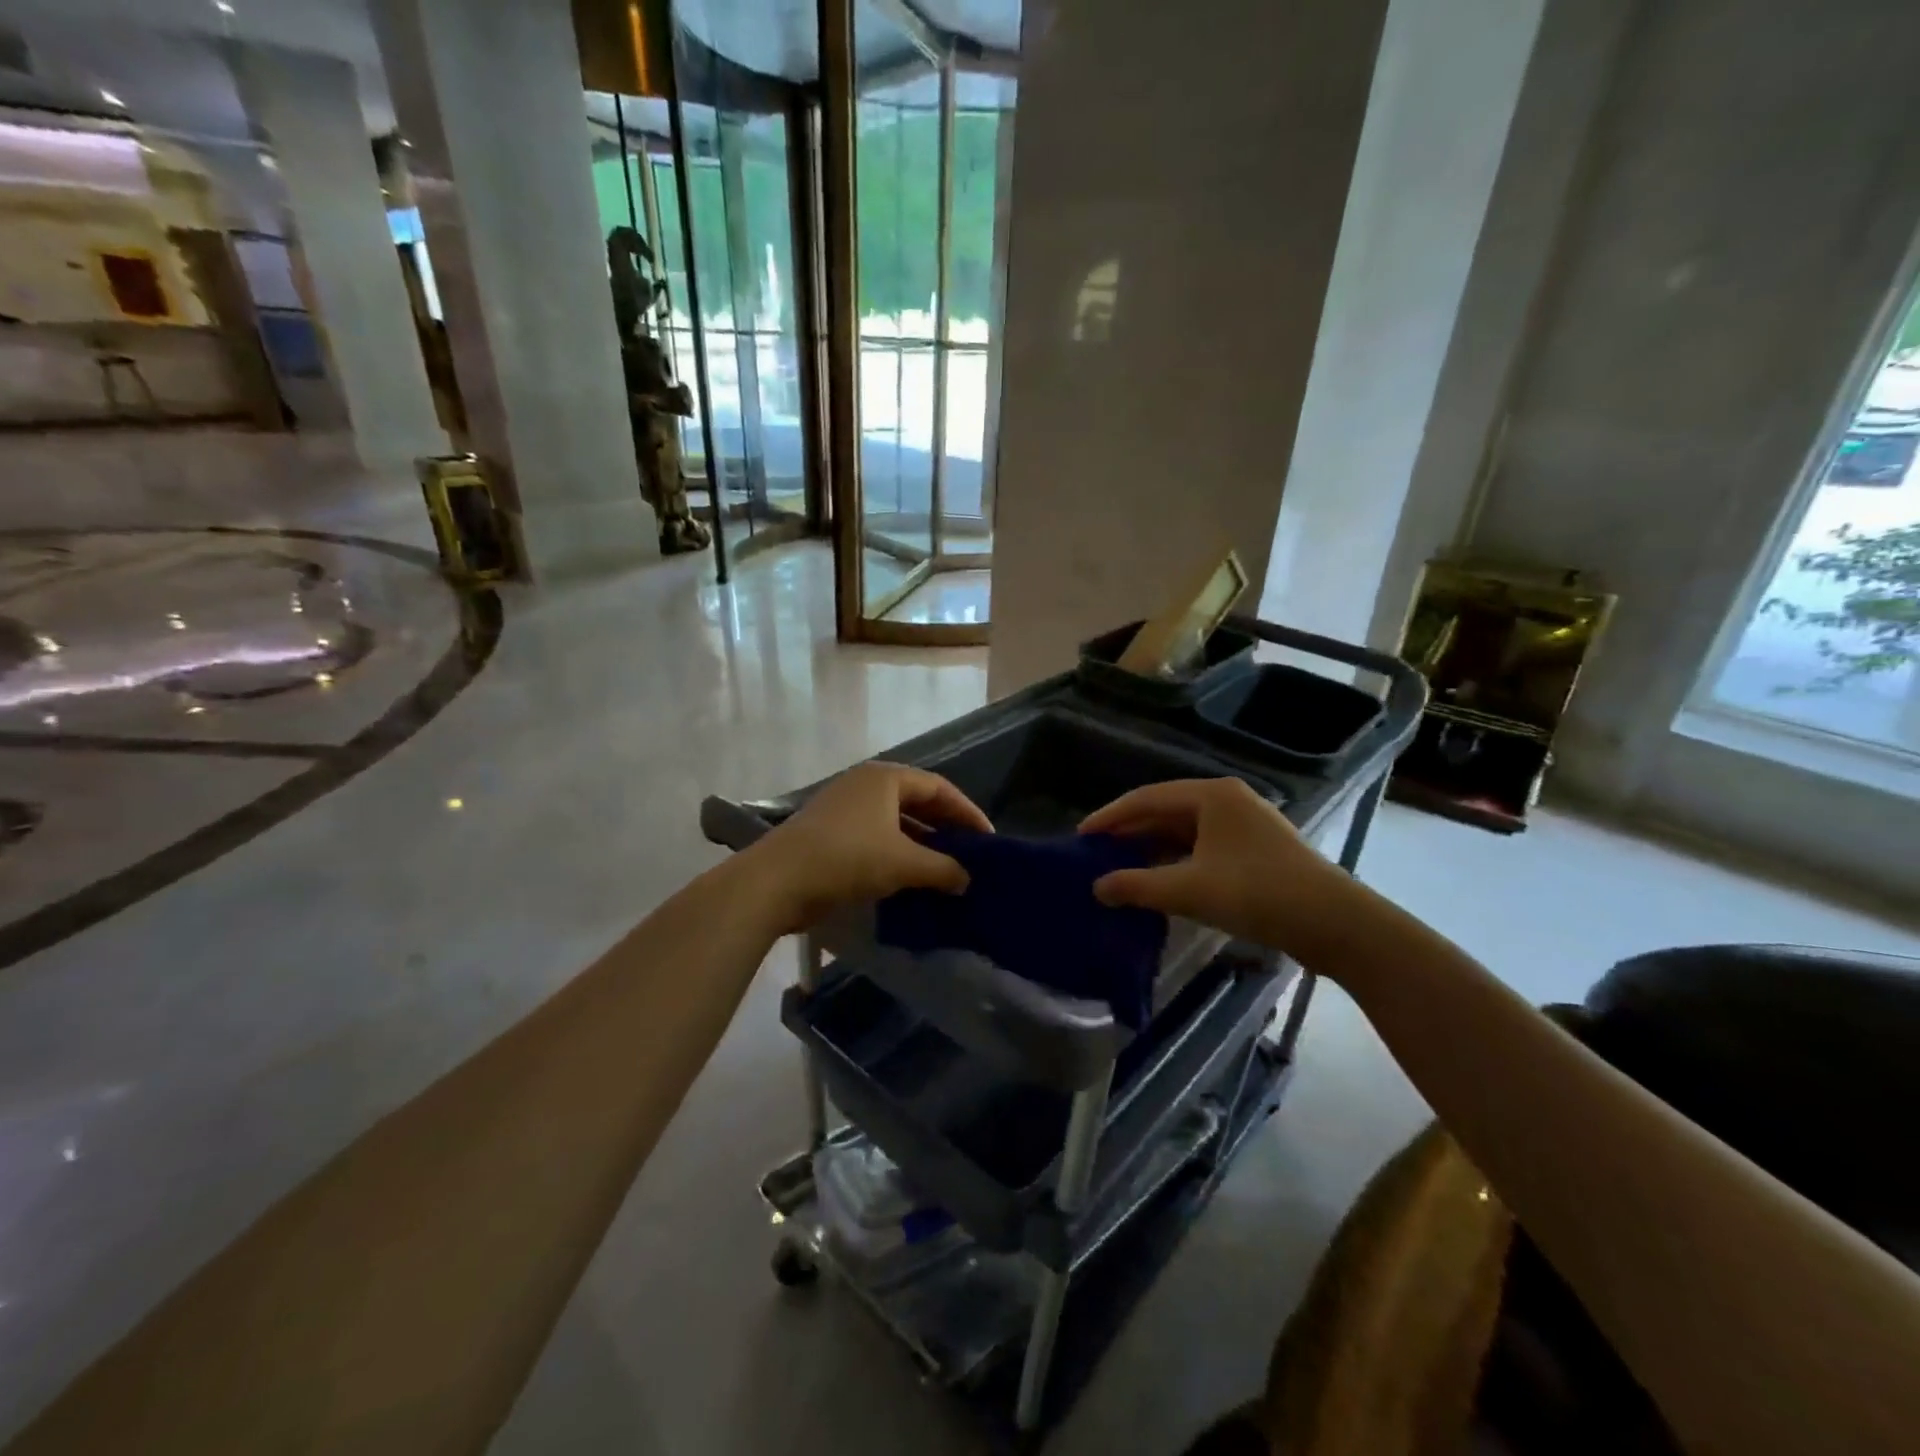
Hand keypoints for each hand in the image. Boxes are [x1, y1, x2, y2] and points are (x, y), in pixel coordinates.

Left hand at [746, 762, 991, 932]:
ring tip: (943, 868)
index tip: (987, 839)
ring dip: (920, 843)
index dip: (966, 812)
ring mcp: (844, 806)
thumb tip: (966, 879)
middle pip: (916, 801)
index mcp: (886, 778)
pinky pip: (875, 835)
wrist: (776, 881)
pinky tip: (908, 877)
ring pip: (895, 820)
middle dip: (944, 827)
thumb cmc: (847, 859)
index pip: (938, 787)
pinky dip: (896, 852)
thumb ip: (942, 869)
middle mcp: (865, 784)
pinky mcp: (829, 831)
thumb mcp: (903, 863)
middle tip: (969, 853)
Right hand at [1080, 778, 1350, 957]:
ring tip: (1121, 868)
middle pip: (1166, 811)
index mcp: (1211, 795)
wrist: (1336, 923)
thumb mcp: (1189, 890)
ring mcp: (1245, 824)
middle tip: (1096, 853)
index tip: (1080, 837)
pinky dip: (1177, 860)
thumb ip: (1137, 886)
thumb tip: (1097, 887)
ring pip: (1185, 830)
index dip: (1110, 817)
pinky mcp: (1257, 849)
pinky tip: (1162, 880)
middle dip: (1130, 832)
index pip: (1146, 798)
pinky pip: (1203, 846)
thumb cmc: (1257, 893)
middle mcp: (1228, 800)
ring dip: (1153, 848)